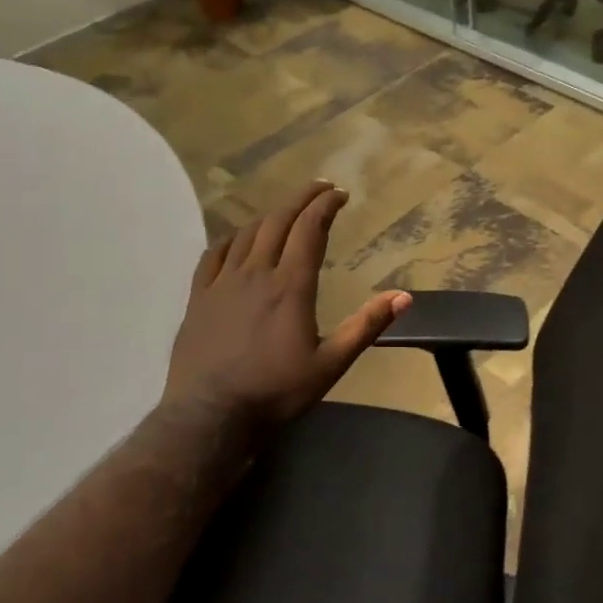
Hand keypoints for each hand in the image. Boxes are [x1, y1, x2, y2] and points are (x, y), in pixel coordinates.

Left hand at [162, 181, 409, 427]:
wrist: (211, 414)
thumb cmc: (276, 391)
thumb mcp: (331, 364)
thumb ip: (366, 326)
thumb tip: (404, 296)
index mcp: (291, 286)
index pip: (309, 229)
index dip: (325, 206)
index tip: (340, 194)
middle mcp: (256, 273)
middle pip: (278, 221)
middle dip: (301, 199)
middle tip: (319, 188)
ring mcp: (222, 283)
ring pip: (247, 233)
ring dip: (269, 215)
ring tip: (285, 212)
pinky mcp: (198, 297)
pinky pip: (213, 254)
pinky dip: (230, 238)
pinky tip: (237, 238)